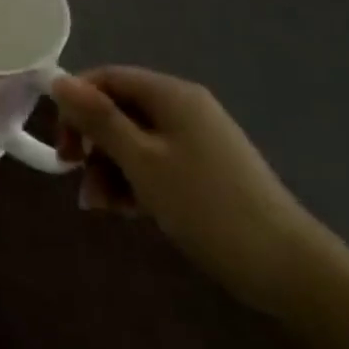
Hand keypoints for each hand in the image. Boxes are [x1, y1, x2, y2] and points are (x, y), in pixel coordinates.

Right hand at [52, 66, 341, 315]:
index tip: (62, 144)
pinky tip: (126, 212)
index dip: (76, 104)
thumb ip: (98, 119)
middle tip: (75, 176)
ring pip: (133, 140)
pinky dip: (135, 182)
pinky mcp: (205, 171)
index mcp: (170, 95)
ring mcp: (197, 140)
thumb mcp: (141, 161)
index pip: (106, 78)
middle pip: (118, 110)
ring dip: (109, 168)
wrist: (289, 269)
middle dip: (92, 143)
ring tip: (101, 207)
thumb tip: (58, 80)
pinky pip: (155, 162)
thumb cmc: (206, 206)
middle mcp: (183, 108)